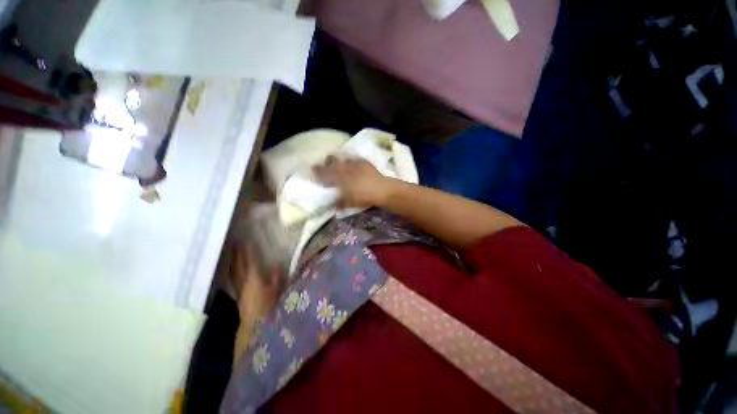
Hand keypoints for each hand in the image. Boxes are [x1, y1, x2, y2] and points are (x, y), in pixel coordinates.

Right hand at [312, 156, 395, 207]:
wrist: (382, 190)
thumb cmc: (364, 197)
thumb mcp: (349, 202)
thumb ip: (339, 202)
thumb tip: (333, 204)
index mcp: (339, 177)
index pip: (324, 172)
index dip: (317, 171)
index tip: (312, 169)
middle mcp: (345, 168)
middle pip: (332, 163)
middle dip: (326, 163)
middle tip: (325, 165)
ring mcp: (355, 163)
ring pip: (342, 159)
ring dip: (338, 161)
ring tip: (338, 163)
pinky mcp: (364, 162)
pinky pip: (354, 159)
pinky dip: (351, 161)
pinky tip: (352, 163)